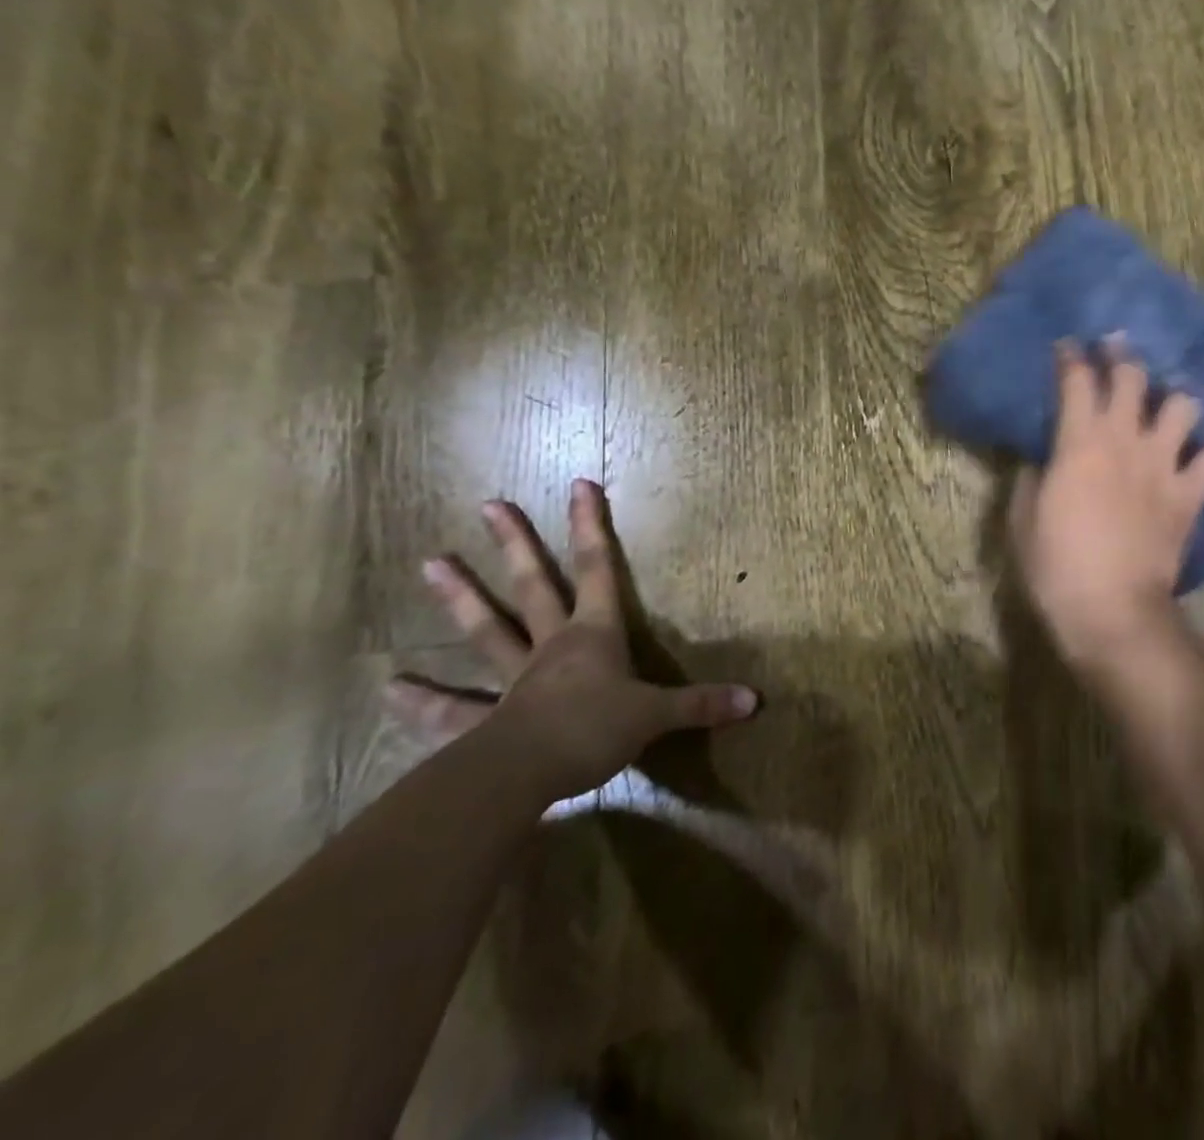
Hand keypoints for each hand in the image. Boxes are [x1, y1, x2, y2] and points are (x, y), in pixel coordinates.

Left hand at [388, 479, 757, 801]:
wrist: (526, 776)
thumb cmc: (595, 730)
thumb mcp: (657, 716)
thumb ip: (702, 705)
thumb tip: (755, 701)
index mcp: (592, 635)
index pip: (598, 568)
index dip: (590, 526)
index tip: (578, 484)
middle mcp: (550, 646)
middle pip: (532, 585)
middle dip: (515, 543)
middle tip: (489, 504)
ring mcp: (513, 680)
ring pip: (486, 631)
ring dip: (460, 599)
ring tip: (429, 564)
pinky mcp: (485, 722)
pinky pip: (453, 709)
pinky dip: (423, 702)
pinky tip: (392, 689)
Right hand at [1008, 344, 1203, 659]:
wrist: (1111, 608)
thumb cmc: (1056, 564)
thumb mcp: (1024, 520)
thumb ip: (1032, 480)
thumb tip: (1043, 461)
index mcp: (1079, 443)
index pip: (1077, 381)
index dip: (1071, 358)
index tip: (1068, 346)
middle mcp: (1125, 441)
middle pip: (1132, 378)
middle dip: (1122, 356)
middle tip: (1116, 348)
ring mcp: (1163, 466)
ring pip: (1182, 407)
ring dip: (1174, 400)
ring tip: (1166, 406)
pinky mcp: (1190, 495)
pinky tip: (1203, 459)